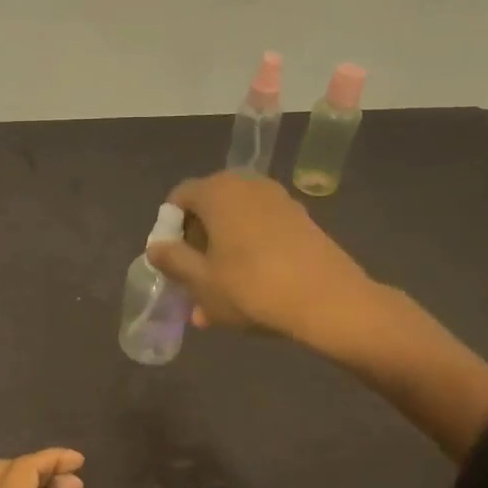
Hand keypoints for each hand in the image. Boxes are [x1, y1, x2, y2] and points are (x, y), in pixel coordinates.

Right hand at [148, 171, 378, 346]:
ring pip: (235, 225)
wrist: (330, 302)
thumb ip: (172, 260)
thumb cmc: (252, 288)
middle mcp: (247, 185)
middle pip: (208, 210)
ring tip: (217, 298)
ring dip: (221, 256)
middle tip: (193, 282)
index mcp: (217, 191)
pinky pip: (260, 233)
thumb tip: (157, 246)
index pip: (178, 198)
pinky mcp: (301, 220)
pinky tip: (247, 293)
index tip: (172, 264)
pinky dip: (248, 256)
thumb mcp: (200, 281)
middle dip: (196, 246)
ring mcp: (278, 200)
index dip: (169, 230)